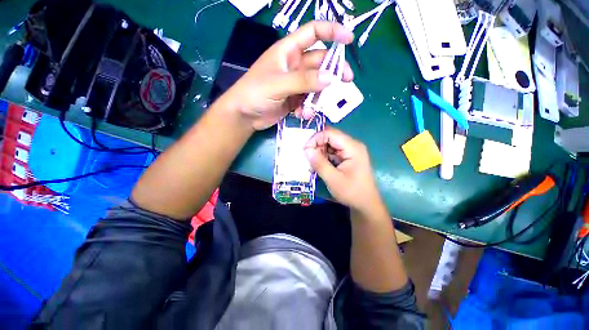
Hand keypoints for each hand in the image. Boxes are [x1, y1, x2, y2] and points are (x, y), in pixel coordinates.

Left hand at [221, 21, 353, 130]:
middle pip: (320, 62)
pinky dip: (308, 108)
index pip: (313, 32)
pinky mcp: (294, 99)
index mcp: (288, 51)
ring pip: (316, 85)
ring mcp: (295, 84)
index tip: (349, 39)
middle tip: (346, 82)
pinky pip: (308, 101)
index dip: (332, 32)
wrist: (244, 116)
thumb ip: (303, 81)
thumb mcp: (278, 84)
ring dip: (318, 97)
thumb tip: (330, 78)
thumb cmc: (254, 93)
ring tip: (311, 109)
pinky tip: (301, 115)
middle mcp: (294, 65)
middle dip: (333, 71)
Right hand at [304, 128, 383, 213]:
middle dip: (317, 146)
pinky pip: (332, 152)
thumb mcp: (333, 179)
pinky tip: (319, 167)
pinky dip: (324, 158)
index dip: (316, 139)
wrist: (365, 204)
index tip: (305, 151)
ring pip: (329, 145)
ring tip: (313, 165)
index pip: (330, 133)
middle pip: (330, 137)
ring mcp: (350, 151)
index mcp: (352, 147)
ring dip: (319, 153)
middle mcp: (352, 145)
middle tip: (308, 159)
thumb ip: (319, 163)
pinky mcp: (347, 157)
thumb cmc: (352, 192)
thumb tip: (306, 150)